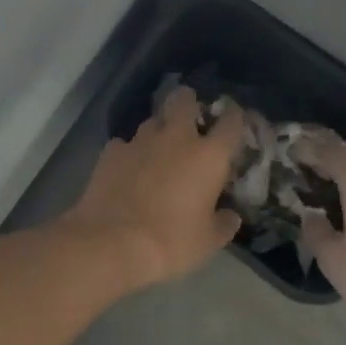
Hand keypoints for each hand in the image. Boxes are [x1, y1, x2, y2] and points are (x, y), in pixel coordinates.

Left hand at [62, 86, 245, 288]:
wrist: (112, 243)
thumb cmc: (171, 242)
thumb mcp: (208, 241)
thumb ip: (223, 224)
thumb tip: (230, 216)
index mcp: (209, 156)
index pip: (231, 122)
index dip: (234, 116)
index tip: (234, 118)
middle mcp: (176, 138)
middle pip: (184, 101)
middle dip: (189, 102)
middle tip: (190, 117)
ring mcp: (140, 142)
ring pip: (153, 120)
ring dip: (159, 129)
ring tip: (158, 147)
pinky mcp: (111, 152)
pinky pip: (124, 143)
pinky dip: (129, 152)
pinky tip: (128, 168)